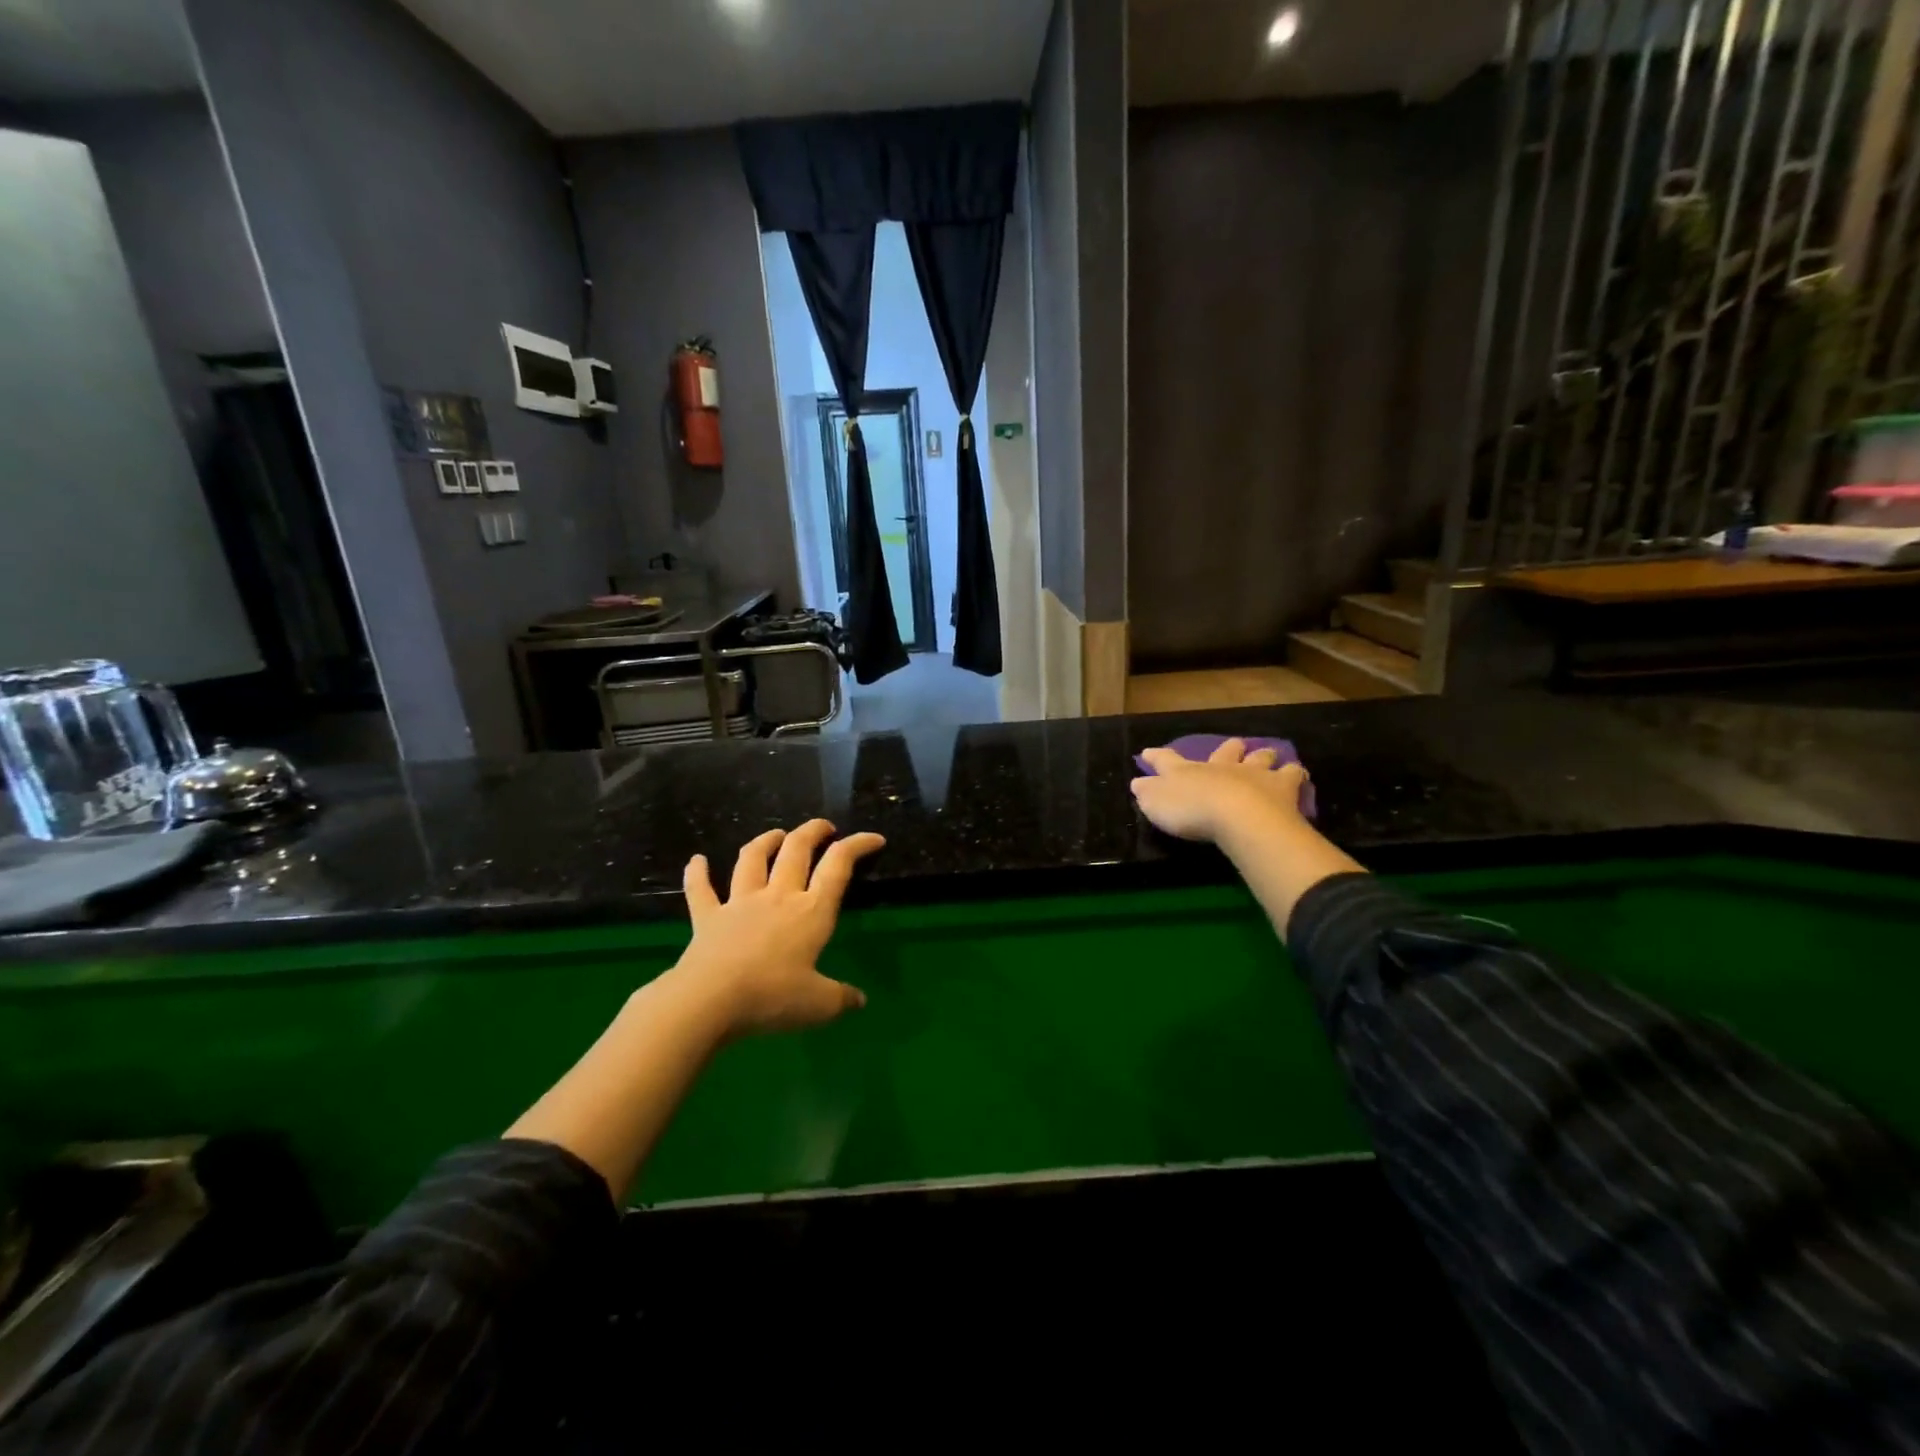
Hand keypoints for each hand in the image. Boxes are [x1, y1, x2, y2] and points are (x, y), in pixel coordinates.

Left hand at [672, 819, 884, 1039]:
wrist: (710, 1001)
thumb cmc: (772, 998)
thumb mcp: (818, 1005)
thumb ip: (841, 998)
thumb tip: (861, 1001)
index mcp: (811, 911)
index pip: (838, 866)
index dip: (857, 845)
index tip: (874, 838)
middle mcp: (778, 896)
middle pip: (796, 850)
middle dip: (812, 831)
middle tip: (823, 827)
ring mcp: (740, 903)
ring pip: (753, 859)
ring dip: (765, 841)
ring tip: (776, 834)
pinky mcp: (707, 917)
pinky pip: (701, 889)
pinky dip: (697, 873)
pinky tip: (697, 861)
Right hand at [1130, 738, 1311, 845]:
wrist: (1237, 816)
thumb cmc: (1191, 811)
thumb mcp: (1156, 804)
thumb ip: (1147, 793)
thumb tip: (1138, 782)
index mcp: (1186, 771)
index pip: (1166, 760)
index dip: (1156, 756)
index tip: (1148, 752)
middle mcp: (1220, 766)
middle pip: (1224, 751)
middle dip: (1226, 749)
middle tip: (1232, 746)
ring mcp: (1252, 773)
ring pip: (1258, 757)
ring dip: (1261, 756)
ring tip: (1267, 755)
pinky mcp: (1281, 787)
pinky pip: (1292, 774)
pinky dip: (1294, 773)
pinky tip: (1298, 775)